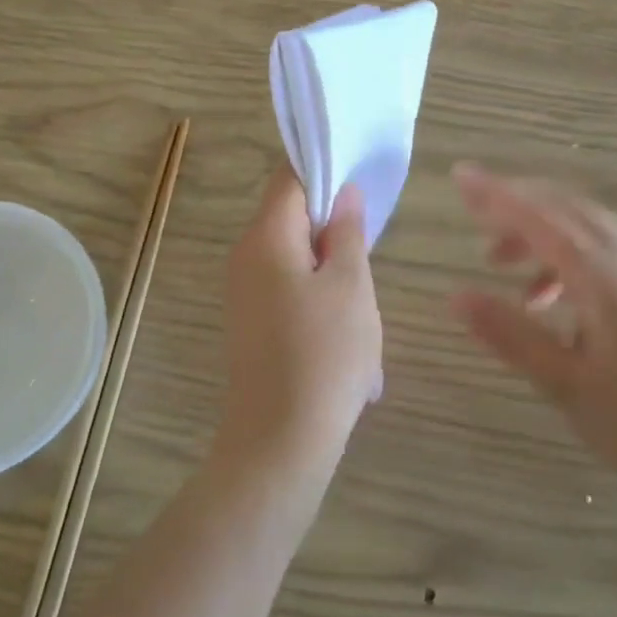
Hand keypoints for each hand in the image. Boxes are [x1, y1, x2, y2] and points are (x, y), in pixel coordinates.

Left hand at [220, 168, 382, 477]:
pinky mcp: (253, 326)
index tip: (364, 192)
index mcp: (266, 237)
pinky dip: (323, 310)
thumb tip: (345, 193)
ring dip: (336, 281)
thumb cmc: (324, 355)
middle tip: (370, 265)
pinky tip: (350, 352)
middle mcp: (246, 258)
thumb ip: (347, 232)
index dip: (328, 174)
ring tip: (364, 321)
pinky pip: (292, 298)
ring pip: (300, 264)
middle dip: (336, 238)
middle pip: (295, 222)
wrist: (280, 442)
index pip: (291, 179)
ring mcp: (246, 294)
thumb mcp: (351, 285)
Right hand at [450, 163, 616, 519]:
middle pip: (568, 210)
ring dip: (541, 234)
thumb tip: (455, 296)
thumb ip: (510, 334)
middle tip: (473, 213)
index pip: (541, 218)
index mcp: (609, 279)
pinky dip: (567, 258)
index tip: (460, 174)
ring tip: (500, 265)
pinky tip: (549, 300)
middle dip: (517, 205)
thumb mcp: (566, 385)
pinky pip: (606, 255)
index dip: (496, 194)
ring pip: (588, 231)